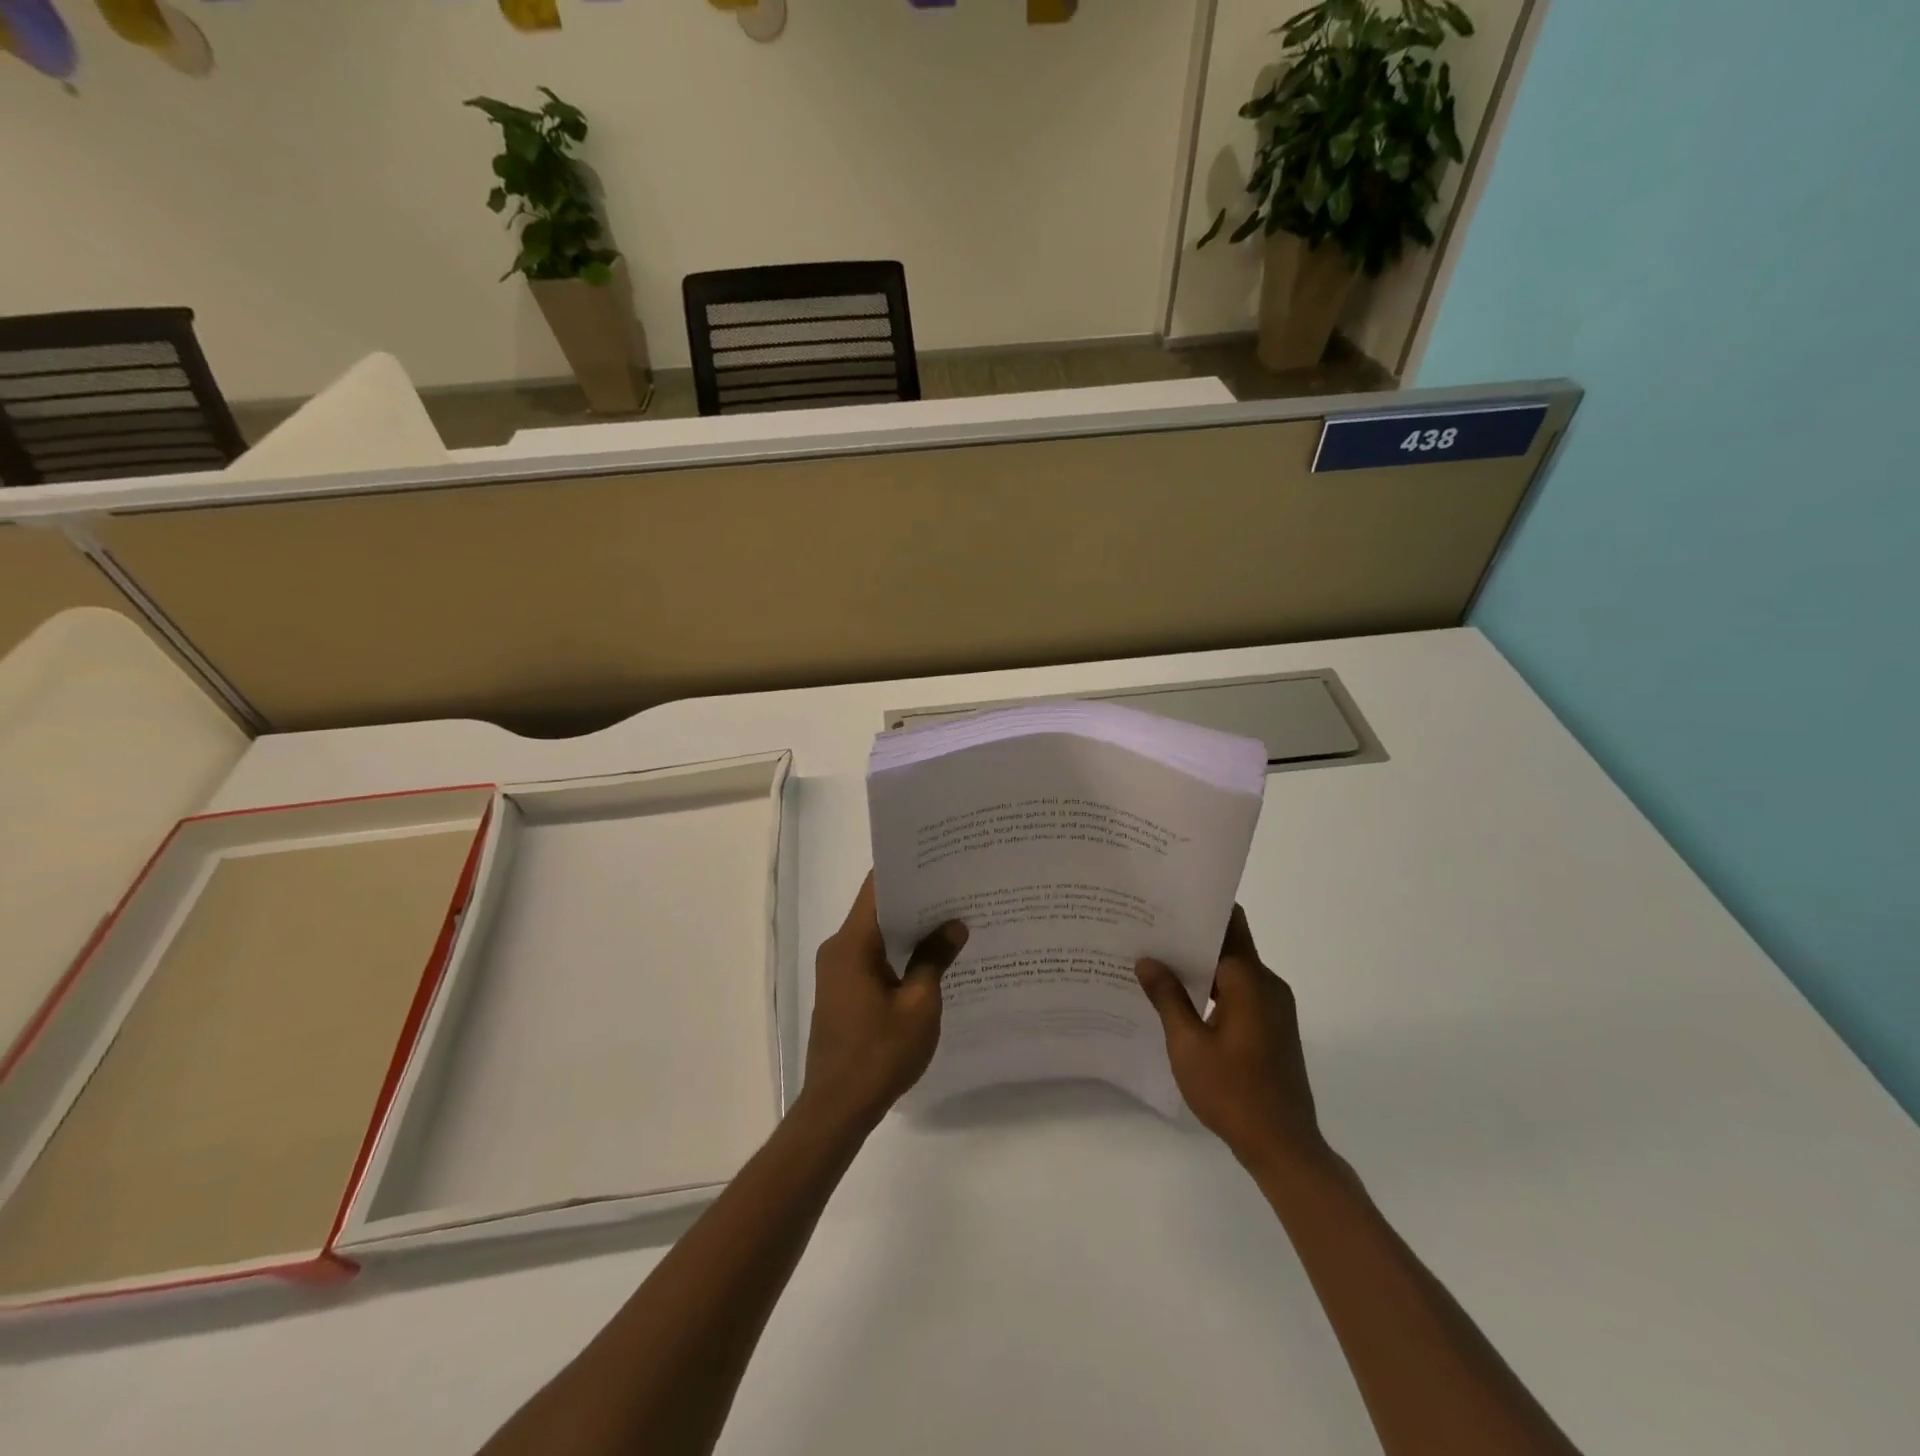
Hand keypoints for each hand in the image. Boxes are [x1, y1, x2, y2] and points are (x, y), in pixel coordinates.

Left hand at [803, 873, 967, 1131]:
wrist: (837, 1108)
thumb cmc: (879, 1054)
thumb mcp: (919, 1005)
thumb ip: (935, 959)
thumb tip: (954, 925)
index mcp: (852, 944)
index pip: (877, 888)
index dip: (907, 869)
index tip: (939, 859)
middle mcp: (839, 949)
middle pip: (878, 909)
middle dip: (916, 898)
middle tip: (957, 887)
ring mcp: (838, 971)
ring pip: (877, 935)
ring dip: (908, 928)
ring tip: (951, 917)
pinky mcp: (842, 991)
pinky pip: (872, 957)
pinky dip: (898, 952)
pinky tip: (930, 957)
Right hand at [1137, 906, 1326, 1171]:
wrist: (1284, 1147)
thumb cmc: (1233, 1092)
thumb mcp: (1188, 1044)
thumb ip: (1168, 997)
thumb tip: (1147, 960)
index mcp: (1249, 980)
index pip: (1227, 924)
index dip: (1198, 909)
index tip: (1165, 901)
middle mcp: (1267, 985)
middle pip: (1230, 943)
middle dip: (1191, 936)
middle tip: (1148, 931)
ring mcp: (1274, 1007)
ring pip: (1234, 970)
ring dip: (1201, 965)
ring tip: (1156, 962)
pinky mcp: (1273, 1027)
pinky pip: (1240, 992)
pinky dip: (1213, 988)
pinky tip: (1181, 999)